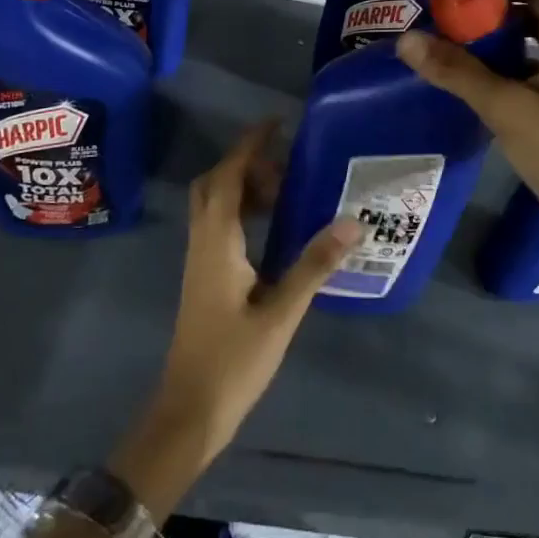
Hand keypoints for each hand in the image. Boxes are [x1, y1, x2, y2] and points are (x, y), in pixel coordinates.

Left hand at [110, 122, 357, 514]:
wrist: (187, 414)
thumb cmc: (232, 363)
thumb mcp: (281, 314)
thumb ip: (313, 265)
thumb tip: (351, 224)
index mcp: (217, 243)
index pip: (227, 177)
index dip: (249, 146)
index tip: (277, 124)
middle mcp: (202, 243)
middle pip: (214, 185)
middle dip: (246, 165)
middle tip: (286, 168)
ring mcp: (199, 262)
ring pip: (214, 206)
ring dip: (244, 189)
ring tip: (286, 195)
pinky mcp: (204, 279)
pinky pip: (219, 227)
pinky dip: (242, 213)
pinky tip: (273, 233)